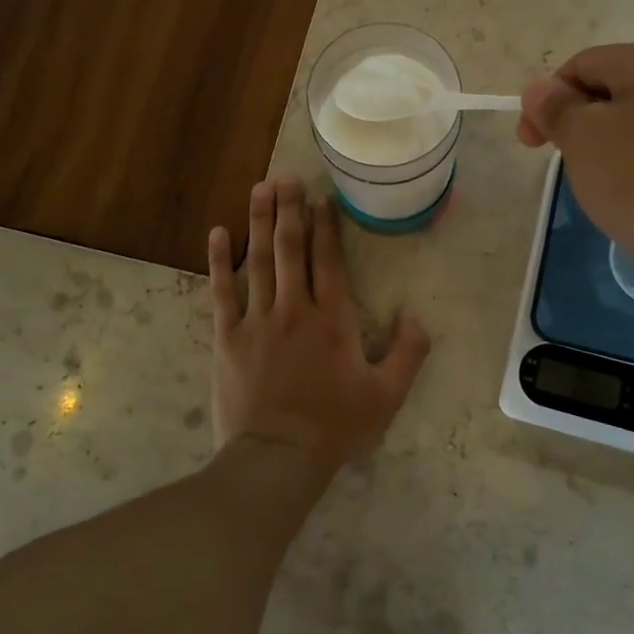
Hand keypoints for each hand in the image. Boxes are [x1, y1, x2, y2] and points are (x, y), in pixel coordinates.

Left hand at [207, 178, 430, 476]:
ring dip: (259, 221)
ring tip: (260, 188)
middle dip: (289, 209)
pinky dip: (220, 260)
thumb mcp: (387, 395)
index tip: (321, 197)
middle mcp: (294, 308)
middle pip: (290, 248)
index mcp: (332, 319)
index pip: (328, 259)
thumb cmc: (335, 427)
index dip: (325, 225)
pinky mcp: (228, 336)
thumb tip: (415, 315)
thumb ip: (408, 352)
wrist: (277, 457)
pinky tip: (219, 232)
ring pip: (258, 259)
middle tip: (286, 176)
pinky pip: (222, 290)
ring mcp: (258, 319)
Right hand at [517, 41, 633, 302]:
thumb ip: (557, 108)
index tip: (531, 145)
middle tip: (570, 169)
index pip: (581, 65)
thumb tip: (540, 88)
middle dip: (582, 127)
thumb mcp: (585, 141)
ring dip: (614, 150)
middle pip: (615, 91)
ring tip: (609, 192)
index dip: (546, 101)